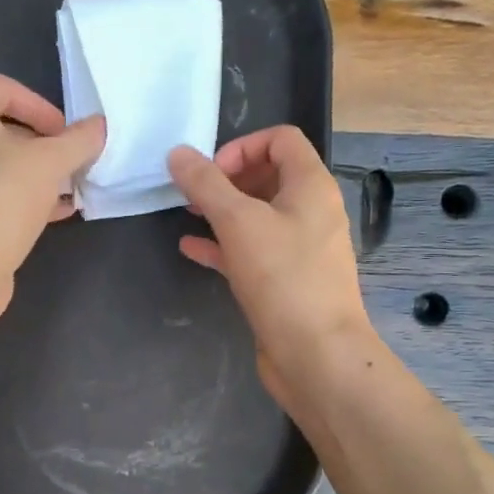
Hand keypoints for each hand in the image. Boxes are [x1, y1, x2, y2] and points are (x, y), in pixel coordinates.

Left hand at [0, 75, 105, 309]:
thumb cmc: (0, 200)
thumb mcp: (50, 163)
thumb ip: (79, 140)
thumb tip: (99, 126)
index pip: (3, 89)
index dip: (42, 107)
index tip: (67, 135)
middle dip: (40, 145)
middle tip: (69, 163)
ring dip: (32, 174)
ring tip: (66, 191)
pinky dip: (16, 197)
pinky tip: (50, 215)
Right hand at [168, 127, 373, 406]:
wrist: (315, 354)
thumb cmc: (282, 278)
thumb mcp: (238, 222)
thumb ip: (205, 184)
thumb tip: (177, 153)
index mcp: (311, 186)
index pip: (281, 140)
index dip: (242, 146)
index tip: (210, 172)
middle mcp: (310, 212)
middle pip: (268, 176)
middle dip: (226, 179)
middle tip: (192, 194)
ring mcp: (299, 249)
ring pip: (257, 216)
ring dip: (222, 211)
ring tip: (186, 214)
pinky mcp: (285, 281)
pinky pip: (252, 252)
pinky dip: (224, 246)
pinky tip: (191, 250)